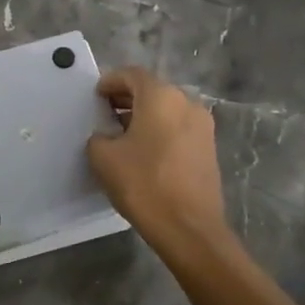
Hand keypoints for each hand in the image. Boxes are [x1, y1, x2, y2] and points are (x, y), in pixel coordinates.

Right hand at [86, 67, 228, 246]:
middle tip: (105, 113)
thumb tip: (106, 137)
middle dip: (127, 98)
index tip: (96, 96)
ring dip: (144, 115)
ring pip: (167, 109)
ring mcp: (202, 126)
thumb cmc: (144, 184)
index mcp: (161, 96)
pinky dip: (160, 130)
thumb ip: (99, 137)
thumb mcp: (104, 158)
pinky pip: (178, 127)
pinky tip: (144, 151)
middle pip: (152, 90)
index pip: (132, 75)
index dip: (110, 81)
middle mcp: (186, 102)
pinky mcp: (209, 148)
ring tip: (122, 135)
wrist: (189, 229)